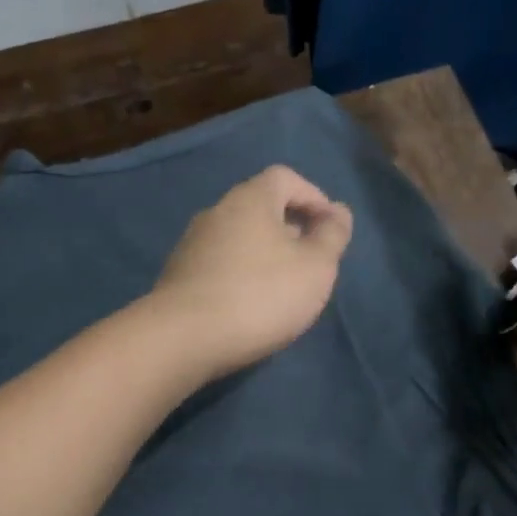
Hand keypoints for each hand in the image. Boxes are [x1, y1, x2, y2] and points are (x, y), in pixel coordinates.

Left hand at [147, 165, 354, 379]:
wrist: (184, 338)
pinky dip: (240, 274)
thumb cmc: (261, 295)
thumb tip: (338, 212)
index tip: (330, 228)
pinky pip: (219, 264)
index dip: (313, 197)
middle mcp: (216, 211)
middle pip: (260, 207)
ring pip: (238, 238)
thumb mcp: (315, 267)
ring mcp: (191, 244)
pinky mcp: (178, 276)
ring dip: (264, 254)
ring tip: (282, 288)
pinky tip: (249, 305)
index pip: (285, 178)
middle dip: (290, 228)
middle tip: (311, 262)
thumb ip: (332, 236)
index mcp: (249, 199)